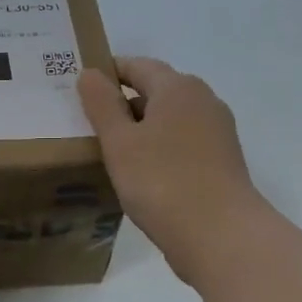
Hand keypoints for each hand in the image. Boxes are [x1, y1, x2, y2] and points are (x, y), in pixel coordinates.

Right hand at [78, 57, 272, 285]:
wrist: (221, 237)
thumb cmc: (162, 181)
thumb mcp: (120, 142)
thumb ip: (102, 104)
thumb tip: (90, 73)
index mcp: (178, 87)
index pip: (137, 65)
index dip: (107, 72)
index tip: (79, 88)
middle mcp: (203, 101)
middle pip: (156, 90)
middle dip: (122, 102)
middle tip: (87, 122)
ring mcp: (217, 132)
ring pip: (169, 119)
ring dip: (140, 128)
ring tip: (108, 150)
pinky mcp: (221, 161)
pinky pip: (181, 143)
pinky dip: (158, 148)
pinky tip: (139, 173)